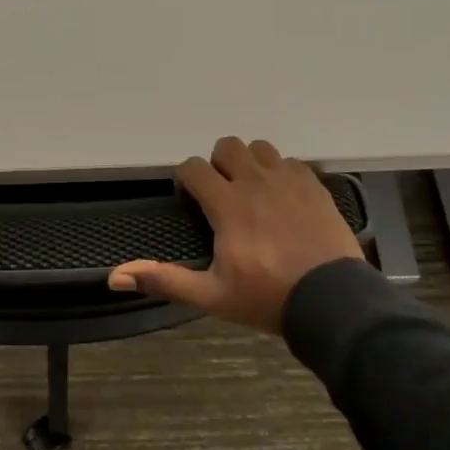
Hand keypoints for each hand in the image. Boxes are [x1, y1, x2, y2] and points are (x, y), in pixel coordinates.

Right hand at [108, 137, 361, 334]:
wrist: (333, 303)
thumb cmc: (267, 298)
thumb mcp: (211, 296)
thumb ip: (165, 280)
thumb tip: (115, 276)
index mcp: (227, 204)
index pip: (194, 168)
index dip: (186, 180)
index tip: (190, 201)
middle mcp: (255, 182)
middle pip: (227, 146)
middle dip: (218, 164)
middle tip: (221, 194)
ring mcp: (288, 181)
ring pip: (260, 148)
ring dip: (250, 163)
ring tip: (253, 192)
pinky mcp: (315, 186)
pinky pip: (291, 162)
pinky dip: (281, 173)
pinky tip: (283, 198)